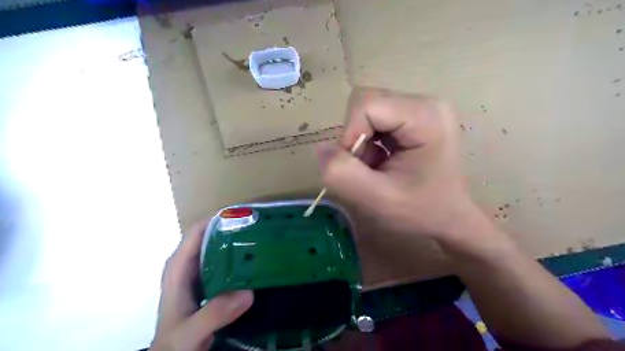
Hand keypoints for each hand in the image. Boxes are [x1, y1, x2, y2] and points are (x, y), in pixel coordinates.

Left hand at [150, 219, 253, 350]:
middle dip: (234, 228)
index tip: (245, 215)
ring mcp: (199, 273)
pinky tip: (256, 262)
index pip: (198, 231)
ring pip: (219, 248)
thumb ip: (214, 313)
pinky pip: (226, 263)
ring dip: (238, 242)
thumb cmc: (174, 343)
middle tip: (261, 226)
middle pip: (211, 236)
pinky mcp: (209, 282)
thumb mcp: (190, 331)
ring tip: (263, 239)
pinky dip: (239, 259)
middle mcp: (188, 264)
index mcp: (178, 267)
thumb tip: (248, 292)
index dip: (219, 219)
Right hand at [318, 88, 479, 240]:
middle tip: (367, 168)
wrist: (450, 220)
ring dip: (362, 142)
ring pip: (367, 111)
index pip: (366, 103)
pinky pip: (375, 120)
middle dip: (356, 137)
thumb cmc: (422, 212)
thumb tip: (322, 148)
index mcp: (425, 115)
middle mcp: (426, 103)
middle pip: (366, 103)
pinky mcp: (414, 118)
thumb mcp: (378, 199)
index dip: (350, 134)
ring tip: (377, 168)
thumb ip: (343, 173)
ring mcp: (421, 108)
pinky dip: (369, 143)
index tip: (358, 165)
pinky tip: (382, 162)